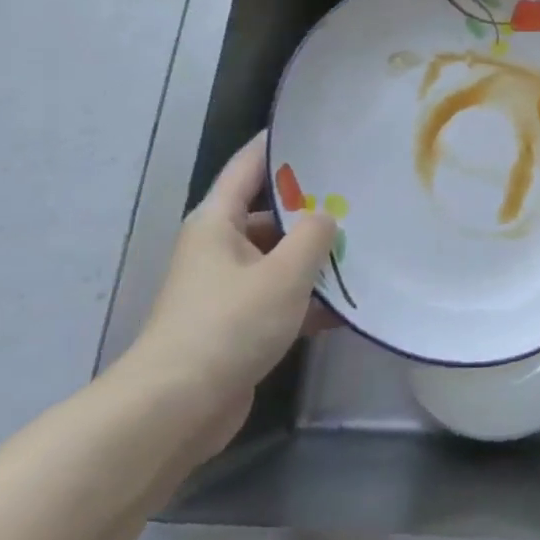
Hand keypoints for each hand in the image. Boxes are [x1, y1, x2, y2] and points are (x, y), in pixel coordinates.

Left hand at [123, 132, 336, 461]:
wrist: (175, 411)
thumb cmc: (228, 325)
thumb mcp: (284, 272)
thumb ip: (314, 235)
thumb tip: (327, 216)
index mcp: (217, 222)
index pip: (249, 165)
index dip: (279, 143)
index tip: (317, 128)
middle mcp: (219, 248)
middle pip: (270, 212)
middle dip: (312, 205)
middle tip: (359, 192)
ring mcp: (227, 289)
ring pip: (279, 257)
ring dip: (314, 256)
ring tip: (364, 244)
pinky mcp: (237, 326)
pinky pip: (280, 297)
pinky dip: (308, 298)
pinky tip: (349, 304)